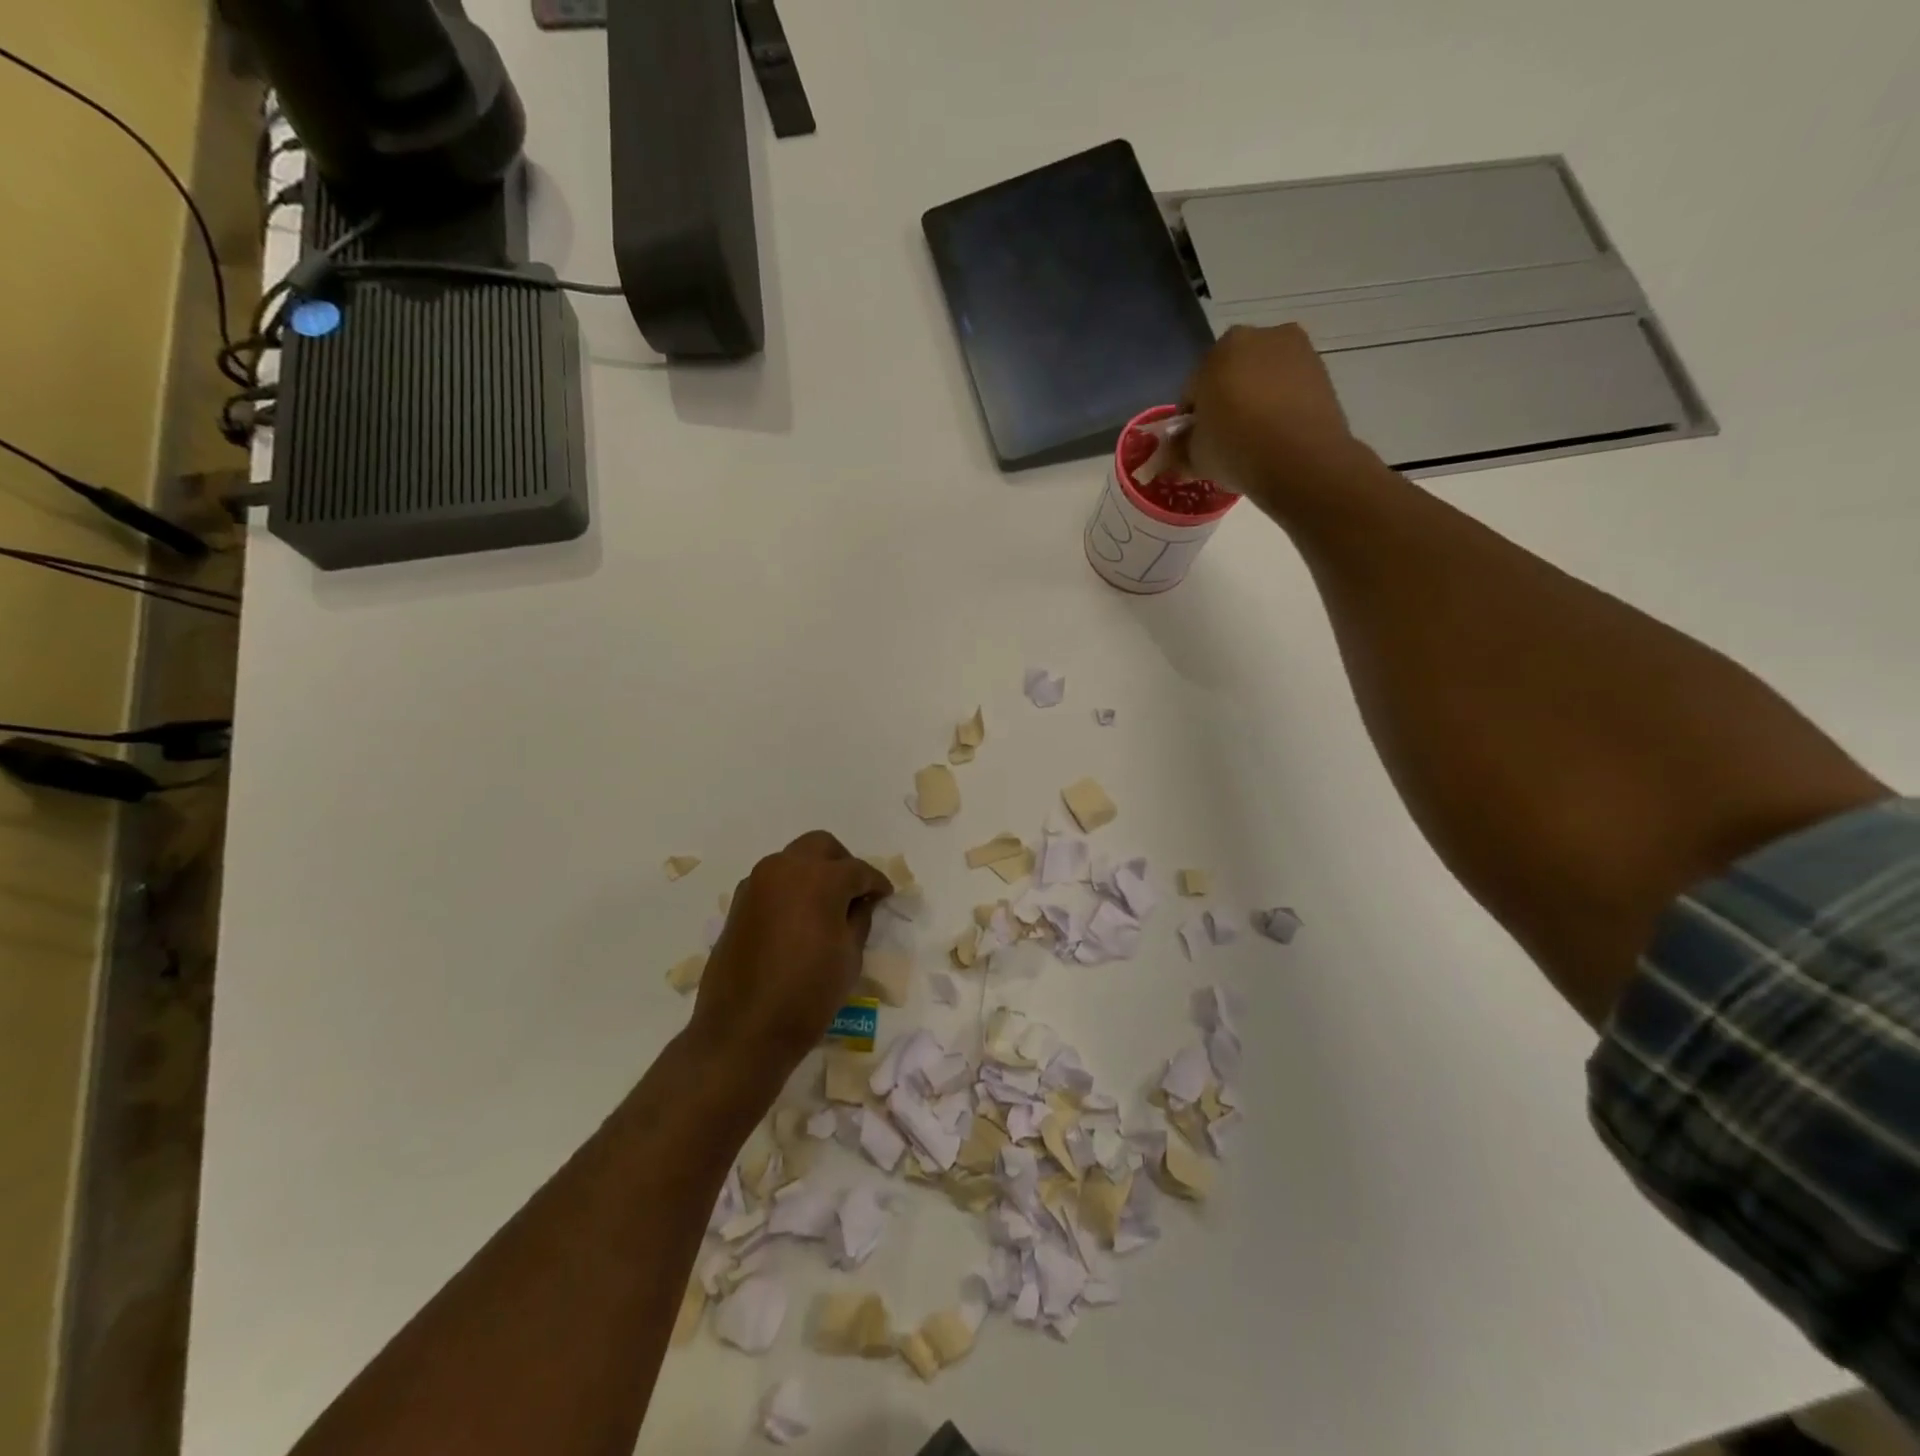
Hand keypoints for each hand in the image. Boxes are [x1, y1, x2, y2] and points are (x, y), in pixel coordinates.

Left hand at [687, 831, 892, 1082]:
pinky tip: (799, 919)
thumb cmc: (808, 994)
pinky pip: (772, 882)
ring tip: (827, 906)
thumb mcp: (849, 957)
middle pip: (821, 846)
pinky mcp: (738, 904)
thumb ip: (859, 918)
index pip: (857, 870)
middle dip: (843, 864)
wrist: (743, 1031)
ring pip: (793, 860)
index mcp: (818, 878)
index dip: (876, 883)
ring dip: (814, 873)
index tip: (886, 896)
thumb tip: (862, 901)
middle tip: (856, 892)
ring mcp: (756, 884)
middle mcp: (784, 869)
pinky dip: (790, 889)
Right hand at [1179, 324, 1380, 519]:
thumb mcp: (1195, 457)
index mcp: (1217, 352)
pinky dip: (1281, 401)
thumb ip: (1178, 450)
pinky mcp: (1320, 367)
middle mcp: (1255, 337)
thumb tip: (1167, 455)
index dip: (1191, 418)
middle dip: (1224, 399)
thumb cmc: (1236, 450)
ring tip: (1254, 436)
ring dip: (1254, 398)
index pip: (1193, 388)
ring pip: (1261, 376)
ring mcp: (1293, 348)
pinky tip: (1278, 432)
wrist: (1301, 460)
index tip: (1196, 442)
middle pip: (1229, 373)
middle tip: (1225, 437)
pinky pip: (1288, 384)